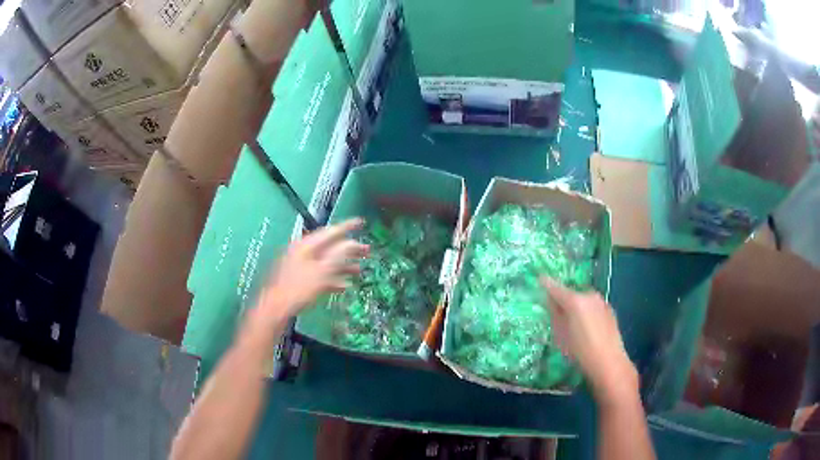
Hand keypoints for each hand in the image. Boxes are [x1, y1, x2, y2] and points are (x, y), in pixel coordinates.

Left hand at [258, 219, 368, 319]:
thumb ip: (338, 255)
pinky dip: (332, 278)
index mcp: (307, 245)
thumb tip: (351, 243)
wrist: (277, 308)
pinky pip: (320, 274)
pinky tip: (343, 285)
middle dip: (349, 250)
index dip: (348, 227)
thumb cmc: (299, 288)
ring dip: (343, 266)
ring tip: (359, 270)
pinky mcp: (300, 279)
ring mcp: (300, 265)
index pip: (331, 231)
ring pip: (326, 262)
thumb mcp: (322, 271)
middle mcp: (303, 252)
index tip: (361, 222)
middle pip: (330, 247)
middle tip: (367, 250)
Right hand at [541, 278, 637, 404]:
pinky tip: (587, 328)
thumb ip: (554, 314)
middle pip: (571, 293)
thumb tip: (551, 301)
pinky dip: (587, 312)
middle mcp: (589, 295)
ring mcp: (601, 302)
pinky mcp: (610, 310)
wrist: (608, 361)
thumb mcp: (560, 334)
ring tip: (573, 322)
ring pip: (583, 300)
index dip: (546, 284)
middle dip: (563, 299)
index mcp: (575, 300)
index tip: (539, 279)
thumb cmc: (579, 350)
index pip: (556, 287)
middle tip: (556, 311)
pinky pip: (593, 307)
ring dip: (576, 306)